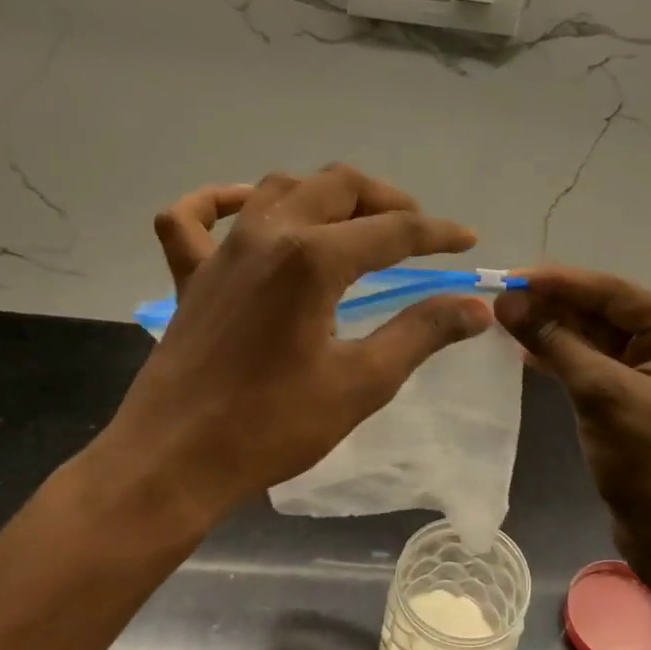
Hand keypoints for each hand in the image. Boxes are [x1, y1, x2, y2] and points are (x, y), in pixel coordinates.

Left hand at [88, 166, 493, 525]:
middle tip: (417, 230)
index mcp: (313, 259)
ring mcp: (221, 252)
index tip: (468, 242)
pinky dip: (220, 202)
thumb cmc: (273, 426)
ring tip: (354, 223)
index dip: (437, 233)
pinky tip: (244, 209)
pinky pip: (193, 219)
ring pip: (278, 189)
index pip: (393, 230)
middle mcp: (266, 235)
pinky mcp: (190, 276)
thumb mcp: (362, 383)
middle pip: (337, 187)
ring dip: (324, 195)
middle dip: (386, 199)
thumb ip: (421, 333)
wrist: (175, 462)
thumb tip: (475, 308)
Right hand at [495, 266, 650, 559]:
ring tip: (502, 321)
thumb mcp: (602, 396)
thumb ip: (556, 343)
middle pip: (604, 312)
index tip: (510, 276)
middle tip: (498, 300)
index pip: (615, 294)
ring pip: (594, 337)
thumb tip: (506, 302)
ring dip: (552, 330)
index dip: (560, 283)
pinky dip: (561, 357)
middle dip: (552, 307)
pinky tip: (524, 349)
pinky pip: (593, 364)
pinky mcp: (635, 395)